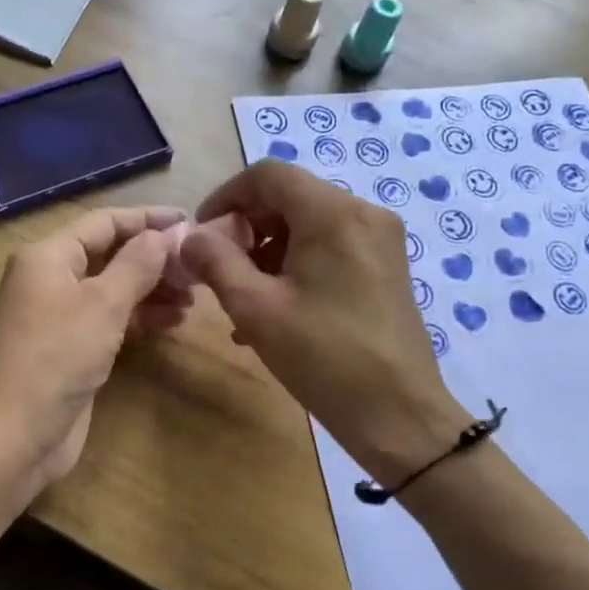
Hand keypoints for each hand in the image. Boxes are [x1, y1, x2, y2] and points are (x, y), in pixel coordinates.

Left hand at [0, 206, 191, 490]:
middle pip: (109, 255)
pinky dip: (139, 318)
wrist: (13, 435)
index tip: (190, 223)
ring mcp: (60, 317)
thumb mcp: (102, 305)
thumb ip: (137, 264)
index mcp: (48, 257)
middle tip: (198, 270)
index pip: (103, 222)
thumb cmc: (55, 358)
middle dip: (153, 259)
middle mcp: (51, 280)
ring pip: (113, 289)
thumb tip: (165, 233)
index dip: (147, 219)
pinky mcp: (71, 349)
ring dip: (151, 290)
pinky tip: (172, 323)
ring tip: (192, 300)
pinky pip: (110, 320)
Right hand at [183, 160, 469, 486]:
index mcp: (333, 213)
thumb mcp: (256, 308)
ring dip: (267, 254)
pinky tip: (273, 312)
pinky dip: (296, 268)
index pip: (268, 175)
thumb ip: (216, 262)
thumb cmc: (323, 357)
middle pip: (289, 199)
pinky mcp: (386, 268)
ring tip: (240, 302)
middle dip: (246, 230)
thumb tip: (190, 237)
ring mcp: (380, 241)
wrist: (398, 414)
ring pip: (308, 227)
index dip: (226, 197)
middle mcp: (363, 214)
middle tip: (218, 272)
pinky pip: (330, 250)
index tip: (202, 235)